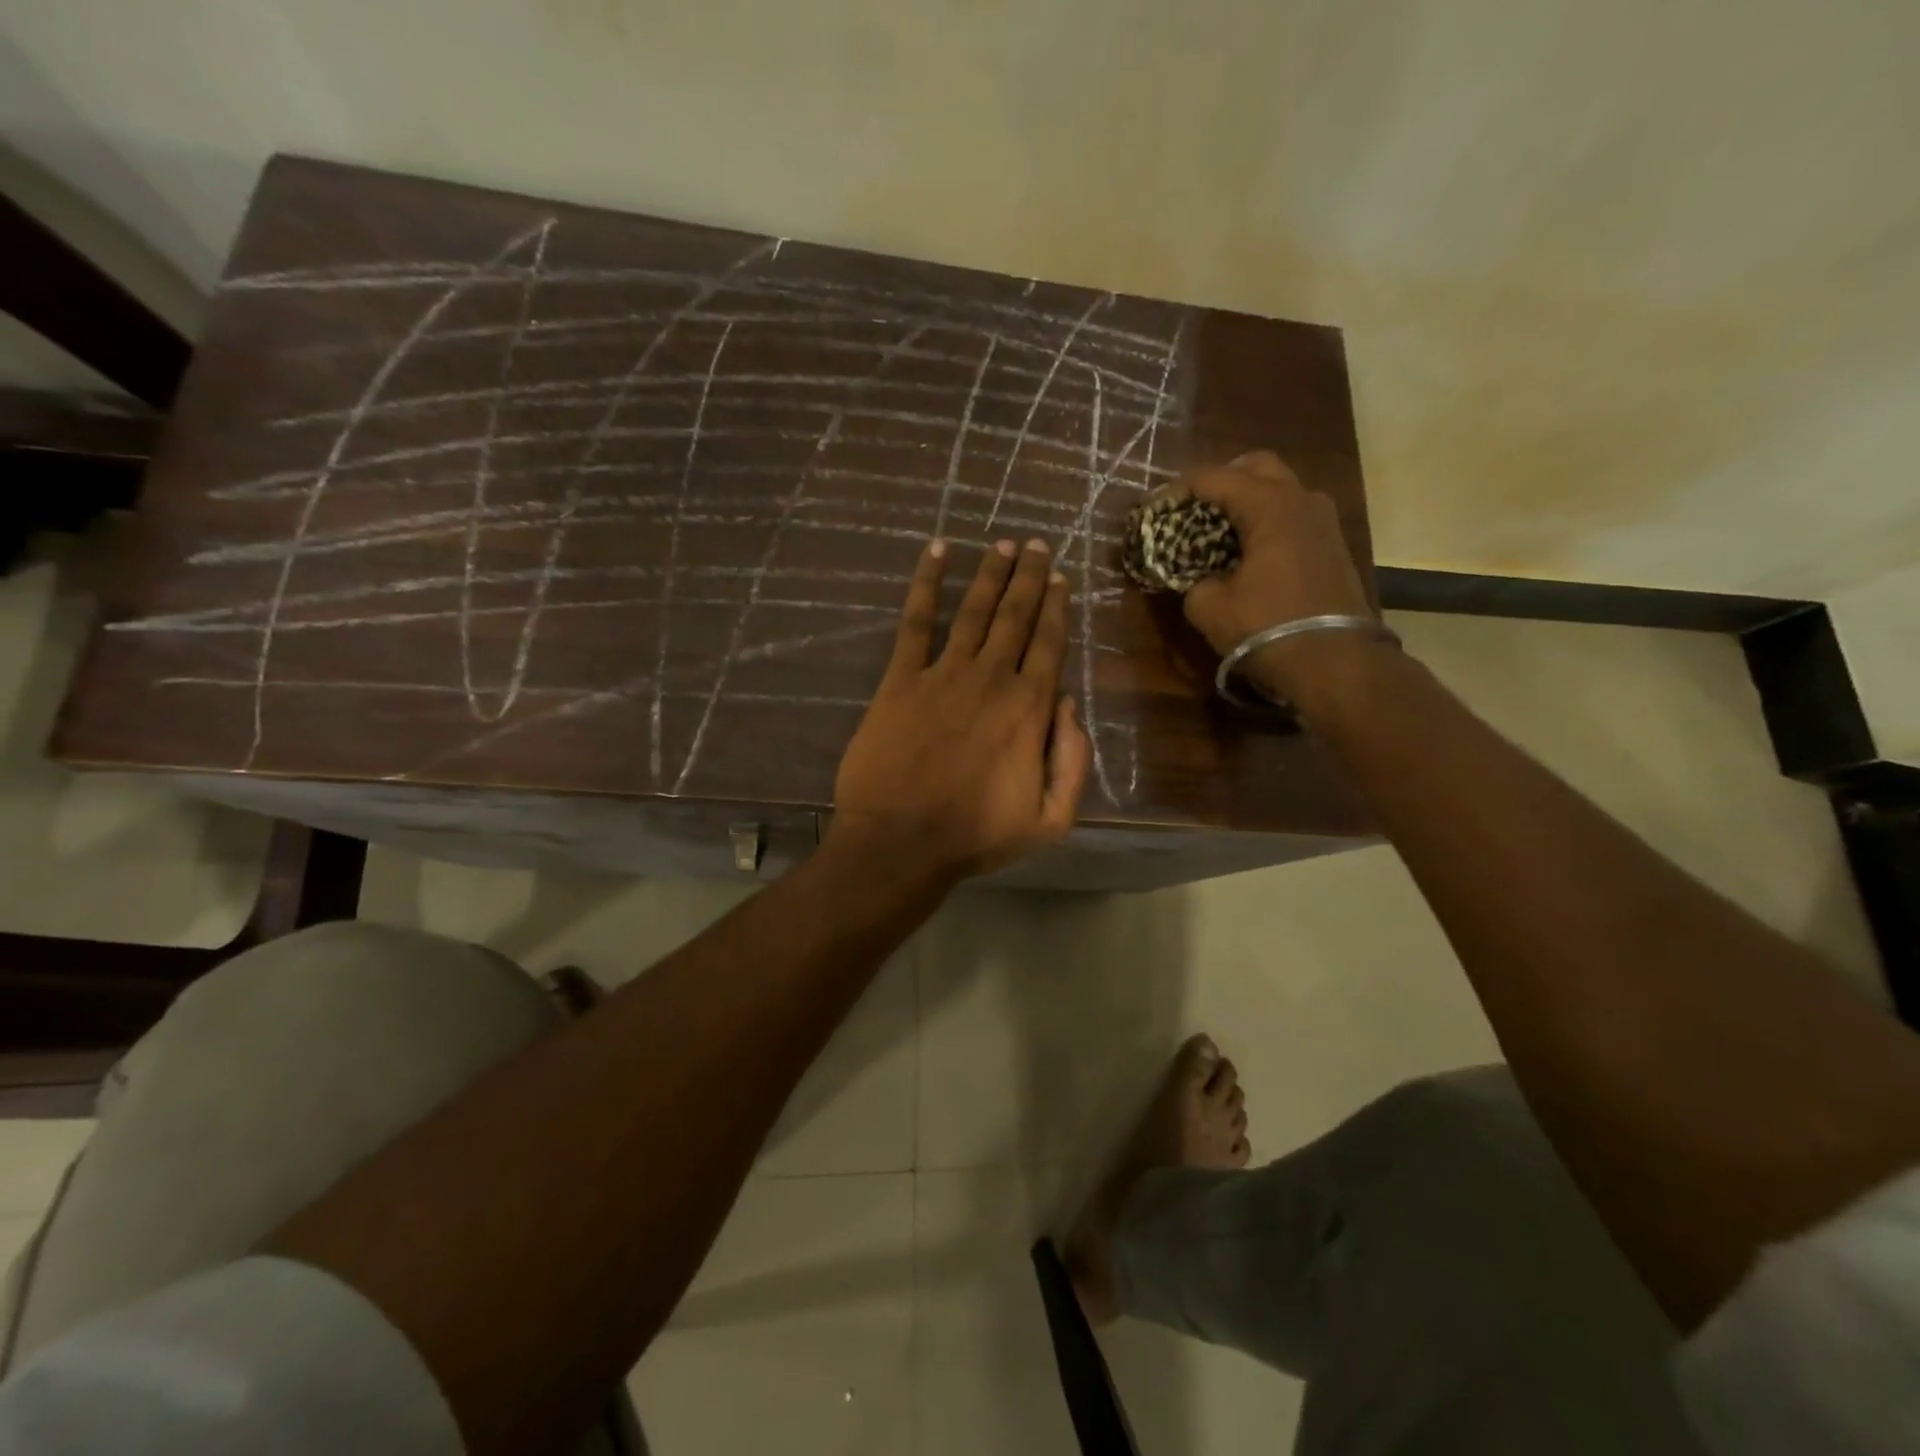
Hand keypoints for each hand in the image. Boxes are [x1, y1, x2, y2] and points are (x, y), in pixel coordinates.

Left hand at [831, 537, 1091, 881]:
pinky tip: (936, 552)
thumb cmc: (975, 835)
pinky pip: (915, 621)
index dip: (1056, 607)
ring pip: (974, 610)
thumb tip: (1069, 705)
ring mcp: (944, 674)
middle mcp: (992, 678)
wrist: (900, 842)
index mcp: (1029, 708)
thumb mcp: (1050, 820)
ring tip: (1002, 542)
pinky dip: (925, 584)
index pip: (1049, 644)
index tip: (1060, 578)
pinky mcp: (901, 679)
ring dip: (990, 572)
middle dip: (1029, 576)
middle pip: (1015, 616)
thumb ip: (1073, 761)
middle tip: (1036, 544)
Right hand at [1181, 452, 1379, 702]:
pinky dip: (1267, 522)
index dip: (1178, 491)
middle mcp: (1301, 499)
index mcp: (1269, 505)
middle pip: (1256, 467)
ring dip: (1249, 501)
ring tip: (1219, 531)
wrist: (1334, 661)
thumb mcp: (1208, 606)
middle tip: (1193, 508)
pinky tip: (1248, 551)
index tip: (1154, 511)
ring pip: (1280, 489)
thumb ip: (1192, 580)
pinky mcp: (1333, 546)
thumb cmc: (1266, 626)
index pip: (1214, 478)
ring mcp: (1324, 521)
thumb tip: (1195, 576)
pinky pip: (1293, 516)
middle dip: (1221, 481)